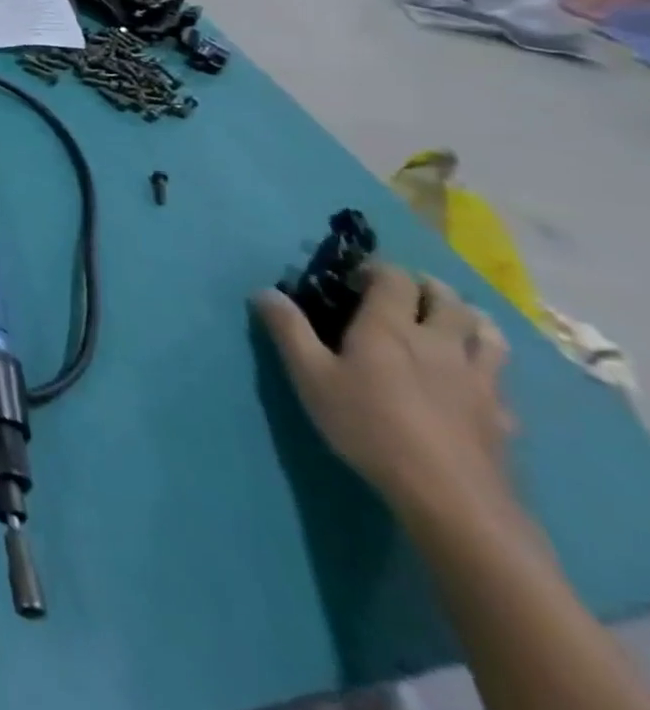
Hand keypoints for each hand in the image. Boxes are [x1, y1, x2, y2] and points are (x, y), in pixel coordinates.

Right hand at [256, 264, 515, 525]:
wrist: (451, 498)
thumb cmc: (369, 426)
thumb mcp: (310, 376)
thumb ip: (288, 329)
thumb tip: (265, 291)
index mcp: (391, 328)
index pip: (395, 278)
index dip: (377, 269)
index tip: (354, 278)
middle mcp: (439, 342)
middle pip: (448, 298)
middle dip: (426, 287)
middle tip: (402, 294)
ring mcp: (478, 378)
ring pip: (487, 331)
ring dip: (467, 316)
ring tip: (447, 322)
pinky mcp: (501, 413)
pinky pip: (500, 375)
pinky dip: (486, 362)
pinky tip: (471, 376)